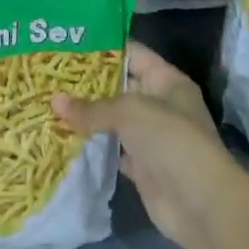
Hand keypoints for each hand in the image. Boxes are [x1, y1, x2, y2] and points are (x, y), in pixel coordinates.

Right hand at [53, 41, 232, 248]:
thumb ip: (91, 107)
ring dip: (86, 114)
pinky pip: (111, 148)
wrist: (199, 204)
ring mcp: (151, 137)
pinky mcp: (141, 165)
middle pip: (120, 86)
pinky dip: (92, 144)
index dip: (103, 47)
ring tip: (49, 100)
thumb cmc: (169, 140)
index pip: (133, 53)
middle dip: (87, 82)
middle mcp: (161, 105)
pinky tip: (63, 135)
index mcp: (167, 81)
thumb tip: (54, 101)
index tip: (68, 43)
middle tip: (50, 73)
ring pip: (113, 119)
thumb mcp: (128, 112)